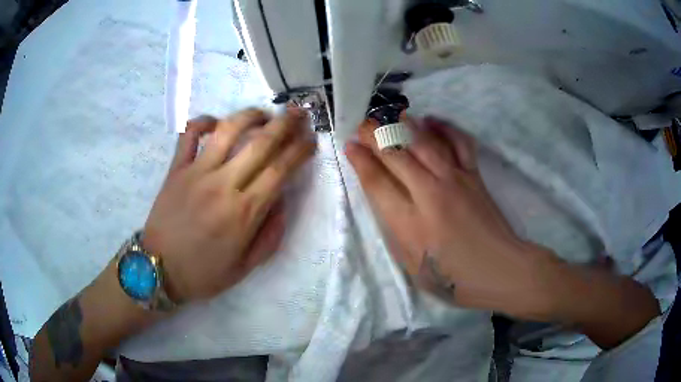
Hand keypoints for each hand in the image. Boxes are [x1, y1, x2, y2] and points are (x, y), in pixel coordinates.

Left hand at [143, 108, 314, 302]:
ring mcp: (197, 172)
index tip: (311, 139)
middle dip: (286, 124)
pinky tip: (216, 122)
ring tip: (264, 114)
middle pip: (261, 143)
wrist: (159, 270)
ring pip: (228, 130)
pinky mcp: (176, 168)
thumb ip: (270, 236)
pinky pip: (189, 134)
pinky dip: (203, 121)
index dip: (300, 150)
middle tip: (299, 113)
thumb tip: (282, 201)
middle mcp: (223, 185)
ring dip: (251, 116)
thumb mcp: (245, 267)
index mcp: (244, 213)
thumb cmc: (203, 273)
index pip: (280, 170)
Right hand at [346, 116, 559, 317]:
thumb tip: (384, 198)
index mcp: (410, 224)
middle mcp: (430, 195)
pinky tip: (431, 120)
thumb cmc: (453, 277)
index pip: (377, 182)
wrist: (498, 269)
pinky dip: (444, 127)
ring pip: (425, 142)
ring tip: (389, 116)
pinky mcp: (474, 175)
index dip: (360, 161)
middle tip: (362, 126)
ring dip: (403, 125)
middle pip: (396, 155)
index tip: (350, 146)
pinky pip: (459, 143)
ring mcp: (455, 180)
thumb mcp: (412, 265)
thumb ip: (395, 230)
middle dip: (375, 136)